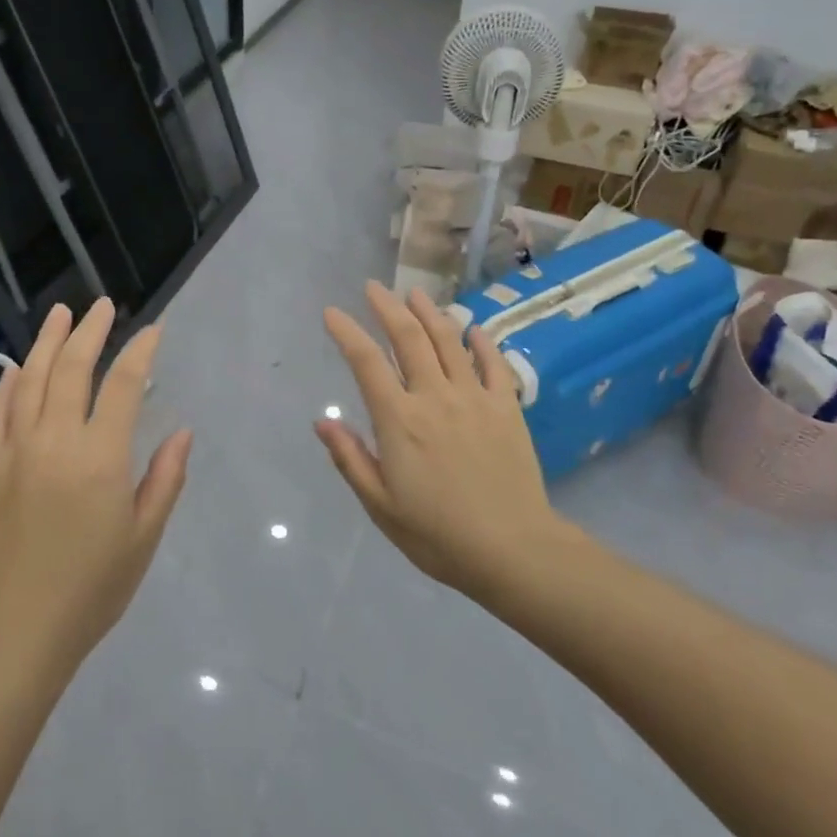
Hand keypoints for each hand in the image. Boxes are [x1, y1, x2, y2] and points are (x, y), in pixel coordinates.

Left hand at [0, 299, 191, 671]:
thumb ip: (165, 479)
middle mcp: (55, 441)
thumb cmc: (91, 588)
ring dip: (48, 343)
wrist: (14, 631)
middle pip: (73, 369)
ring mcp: (15, 451)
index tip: (153, 330)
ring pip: (32, 380)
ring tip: (60, 314)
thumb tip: (182, 432)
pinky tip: (19, 367)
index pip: (124, 385)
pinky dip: (10, 383)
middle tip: (101, 305)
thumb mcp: (143, 537)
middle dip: (90, 331)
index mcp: (100, 457)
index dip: (141, 352)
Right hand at [316, 282, 564, 596]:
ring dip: (430, 313)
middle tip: (374, 287)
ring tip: (416, 295)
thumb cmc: (437, 534)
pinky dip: (481, 341)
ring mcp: (474, 398)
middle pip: (408, 338)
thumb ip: (351, 459)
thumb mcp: (381, 505)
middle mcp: (434, 396)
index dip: (347, 332)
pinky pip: (493, 363)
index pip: (366, 362)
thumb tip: (323, 421)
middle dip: (387, 307)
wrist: (512, 549)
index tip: (332, 312)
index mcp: (399, 420)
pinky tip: (472, 329)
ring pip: (449, 341)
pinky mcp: (506, 407)